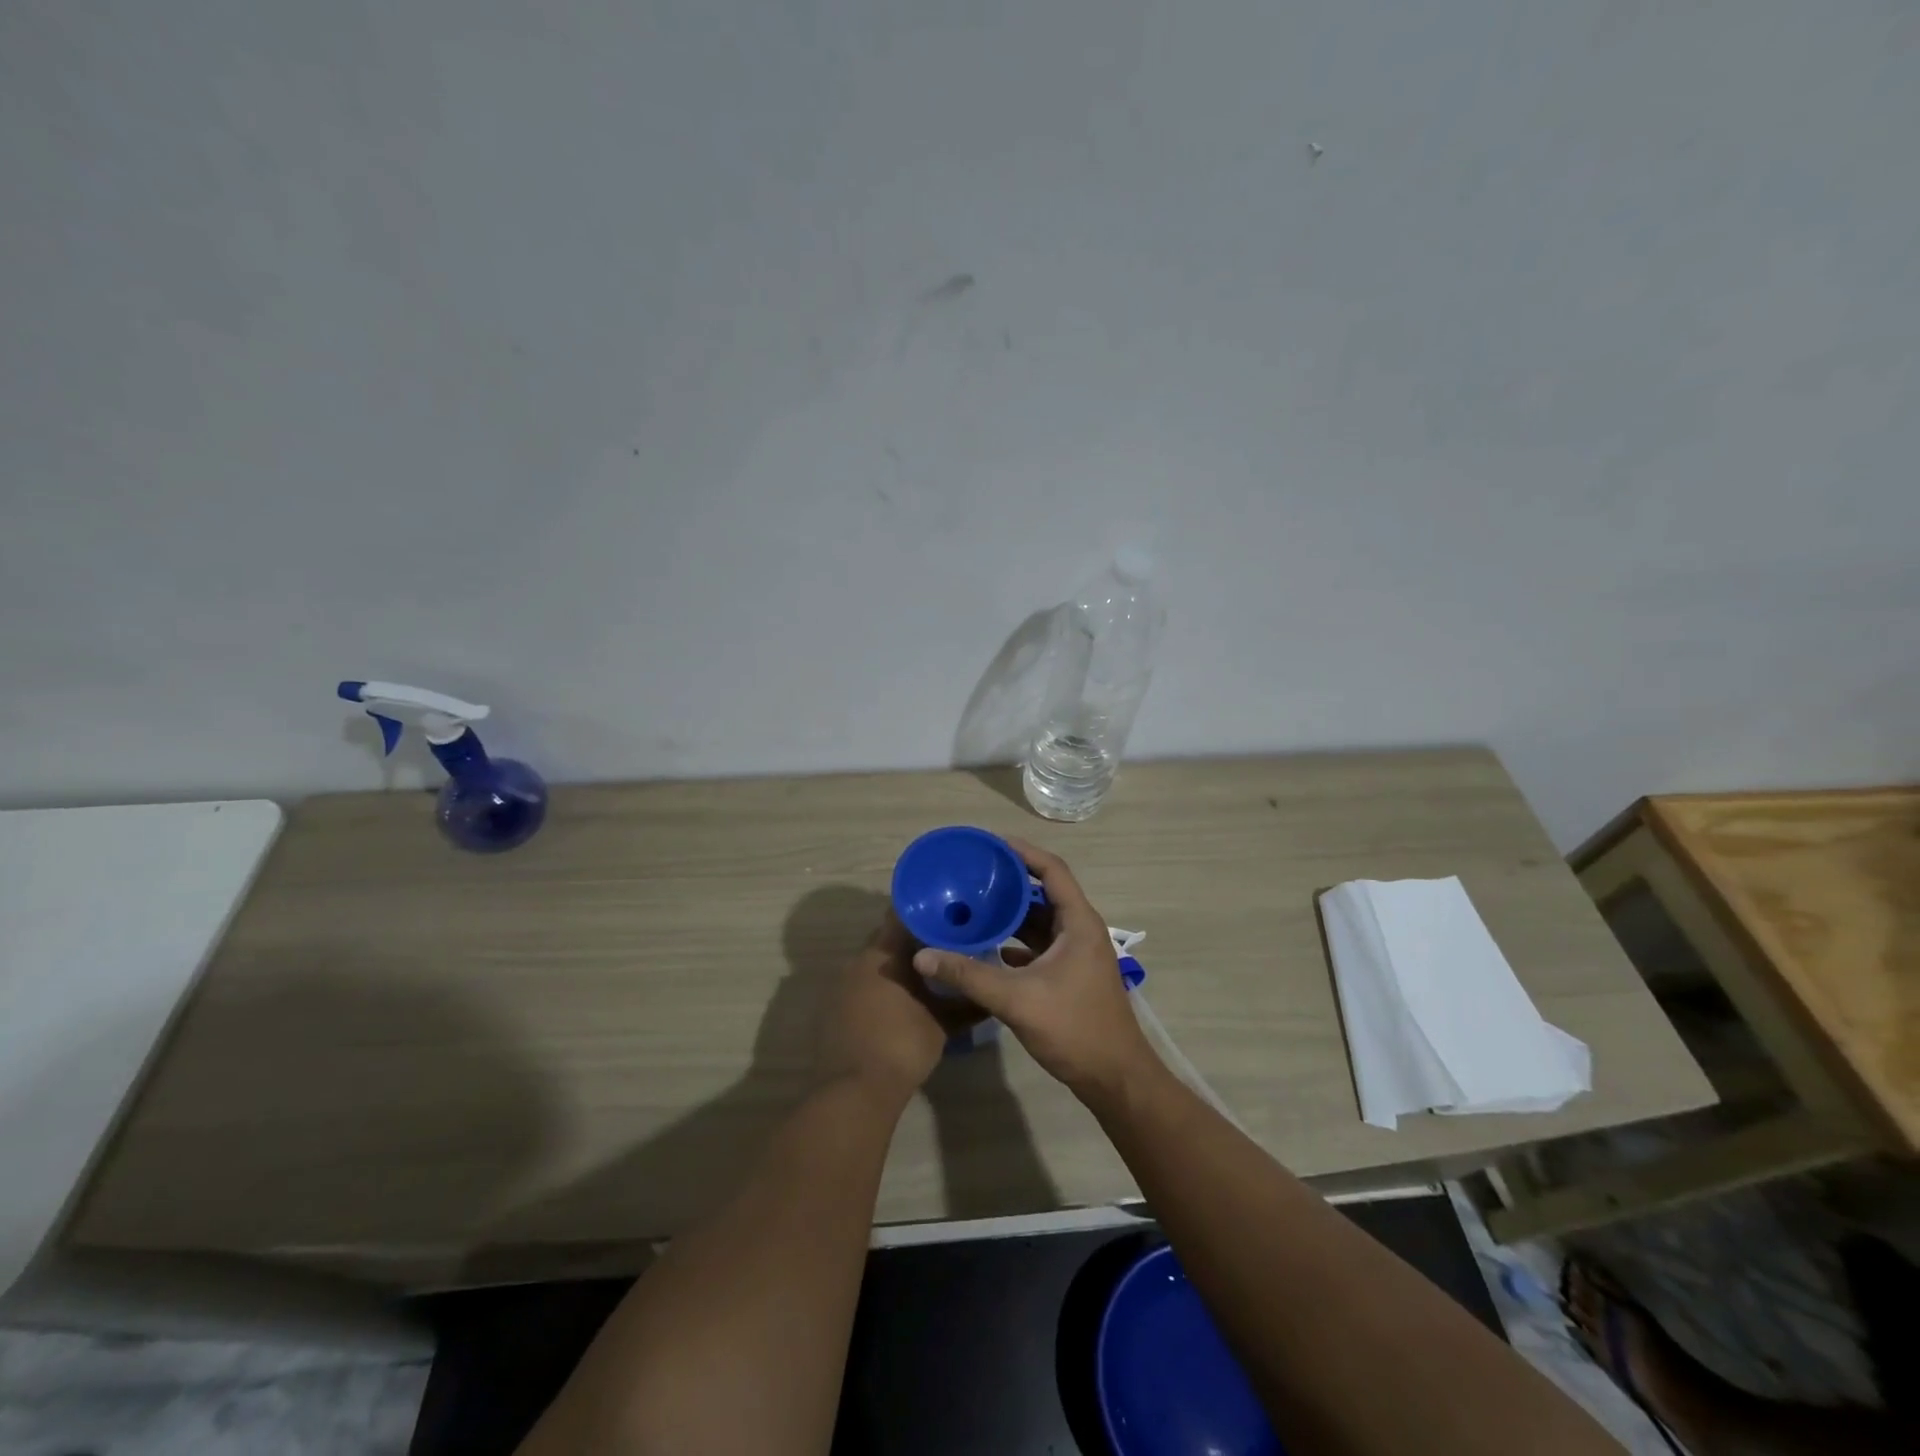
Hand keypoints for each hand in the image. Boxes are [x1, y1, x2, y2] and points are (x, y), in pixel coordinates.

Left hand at [817, 909, 981, 1104]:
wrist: (853, 1091)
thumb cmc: (903, 1046)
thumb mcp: (943, 1024)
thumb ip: (967, 1003)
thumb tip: (990, 995)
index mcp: (884, 954)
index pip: (902, 915)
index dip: (924, 914)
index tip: (945, 917)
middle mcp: (858, 960)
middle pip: (887, 939)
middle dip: (912, 943)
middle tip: (941, 949)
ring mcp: (840, 984)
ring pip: (873, 963)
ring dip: (894, 967)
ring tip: (922, 978)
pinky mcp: (831, 1008)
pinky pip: (859, 986)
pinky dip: (877, 988)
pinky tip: (895, 1005)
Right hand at [912, 839, 1159, 1102]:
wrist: (1115, 1079)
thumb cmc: (1074, 1029)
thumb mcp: (1017, 999)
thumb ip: (969, 975)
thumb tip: (923, 955)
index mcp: (1077, 923)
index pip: (1052, 870)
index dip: (1023, 852)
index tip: (991, 843)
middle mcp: (1079, 931)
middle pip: (1044, 893)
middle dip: (1010, 882)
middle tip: (974, 874)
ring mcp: (1076, 954)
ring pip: (1040, 922)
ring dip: (1011, 914)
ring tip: (974, 905)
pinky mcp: (1069, 975)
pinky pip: (1038, 946)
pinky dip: (1014, 941)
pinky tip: (987, 946)